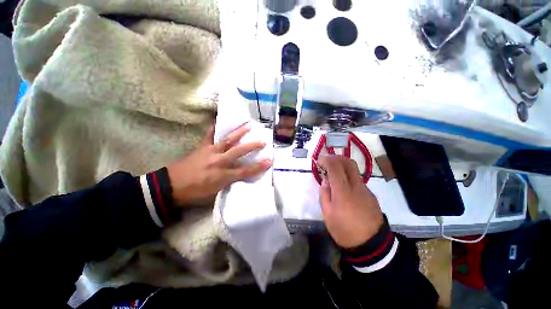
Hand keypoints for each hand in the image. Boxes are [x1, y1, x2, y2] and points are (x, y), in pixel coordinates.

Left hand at [167, 124, 271, 206]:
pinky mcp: (201, 147)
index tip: (269, 161)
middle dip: (252, 146)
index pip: (244, 171)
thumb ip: (229, 185)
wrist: (171, 187)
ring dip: (239, 132)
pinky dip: (214, 128)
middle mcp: (218, 162)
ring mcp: (210, 152)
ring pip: (227, 140)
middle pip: (238, 152)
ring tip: (248, 125)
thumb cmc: (195, 193)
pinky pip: (209, 136)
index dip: (258, 167)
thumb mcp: (214, 194)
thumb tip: (240, 178)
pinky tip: (218, 121)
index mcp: (222, 176)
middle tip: (262, 141)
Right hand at [318, 155, 382, 247]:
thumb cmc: (345, 230)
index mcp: (342, 191)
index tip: (319, 161)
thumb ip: (324, 194)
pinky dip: (348, 175)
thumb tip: (326, 181)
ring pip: (354, 169)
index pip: (335, 166)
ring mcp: (365, 189)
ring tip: (333, 173)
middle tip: (326, 162)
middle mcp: (355, 186)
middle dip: (336, 158)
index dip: (326, 159)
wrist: (372, 244)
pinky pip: (357, 179)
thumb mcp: (327, 214)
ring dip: (342, 166)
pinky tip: (343, 186)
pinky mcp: (370, 193)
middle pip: (348, 162)